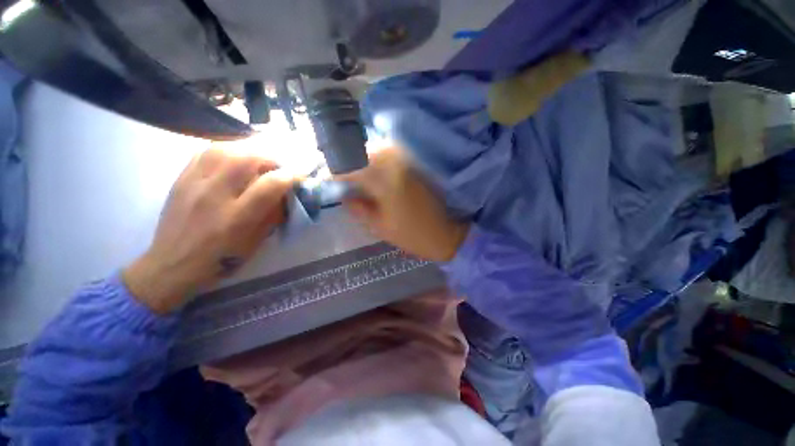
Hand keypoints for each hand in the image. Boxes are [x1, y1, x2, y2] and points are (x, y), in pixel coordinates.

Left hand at [123, 143, 295, 313]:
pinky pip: (206, 151)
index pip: (270, 185)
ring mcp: (193, 184)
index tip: (302, 174)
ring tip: (259, 159)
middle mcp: (214, 196)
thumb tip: (286, 192)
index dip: (291, 175)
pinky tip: (235, 156)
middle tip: (278, 165)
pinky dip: (227, 149)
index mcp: (237, 219)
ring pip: (224, 149)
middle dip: (270, 157)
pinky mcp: (181, 178)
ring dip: (249, 149)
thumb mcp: (256, 241)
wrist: (172, 264)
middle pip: (246, 159)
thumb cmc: (222, 259)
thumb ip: (273, 214)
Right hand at [339, 147, 468, 261]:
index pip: (348, 167)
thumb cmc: (413, 235)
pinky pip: (388, 154)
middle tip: (340, 179)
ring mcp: (406, 158)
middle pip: (359, 153)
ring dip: (360, 161)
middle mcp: (394, 160)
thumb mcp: (380, 227)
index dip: (334, 174)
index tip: (327, 182)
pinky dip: (376, 161)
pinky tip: (373, 174)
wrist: (448, 232)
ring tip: (354, 176)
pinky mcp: (415, 161)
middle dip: (345, 164)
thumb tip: (343, 195)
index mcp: (384, 178)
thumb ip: (358, 208)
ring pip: (373, 150)